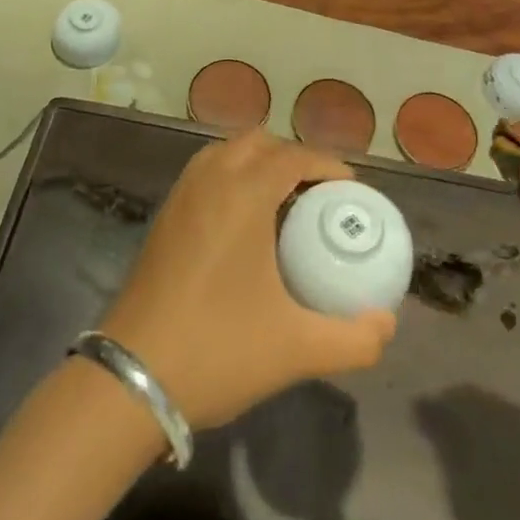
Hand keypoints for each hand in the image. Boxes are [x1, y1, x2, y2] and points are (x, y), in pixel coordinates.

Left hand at [98, 131, 396, 429]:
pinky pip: (206, 172)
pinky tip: (243, 223)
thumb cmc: (218, 350)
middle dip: (293, 157)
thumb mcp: (296, 349)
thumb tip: (387, 323)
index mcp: (244, 193)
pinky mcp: (164, 215)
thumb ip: (353, 338)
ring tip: (282, 203)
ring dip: (258, 163)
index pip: (294, 155)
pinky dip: (231, 176)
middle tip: (318, 195)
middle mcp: (211, 178)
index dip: (327, 164)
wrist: (131, 378)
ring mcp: (182, 194)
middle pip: (259, 142)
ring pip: (227, 151)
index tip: (351, 189)